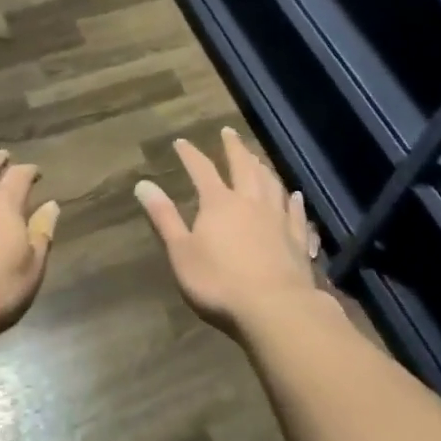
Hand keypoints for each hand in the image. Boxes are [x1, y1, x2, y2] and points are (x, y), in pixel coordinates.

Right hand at [135, 128, 322, 338]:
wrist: (275, 309)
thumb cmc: (219, 283)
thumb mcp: (181, 252)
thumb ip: (164, 217)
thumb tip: (143, 184)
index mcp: (219, 203)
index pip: (202, 169)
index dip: (190, 154)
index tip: (181, 141)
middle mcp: (250, 201)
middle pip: (243, 166)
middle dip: (233, 147)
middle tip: (228, 132)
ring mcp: (277, 219)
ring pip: (271, 183)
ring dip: (262, 167)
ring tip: (257, 158)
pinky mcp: (297, 239)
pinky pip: (295, 212)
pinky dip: (293, 201)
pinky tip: (295, 195)